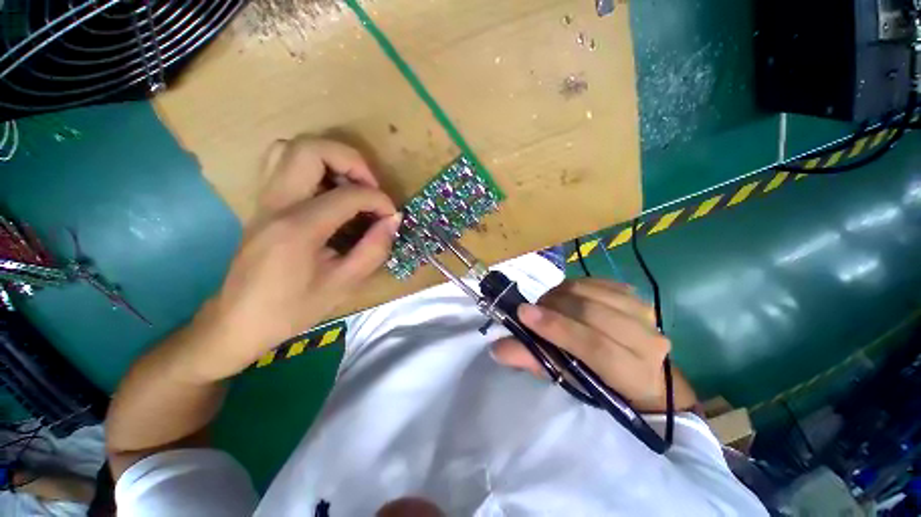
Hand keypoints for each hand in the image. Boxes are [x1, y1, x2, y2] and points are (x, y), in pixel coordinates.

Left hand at [184, 137, 400, 381]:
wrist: (236, 323)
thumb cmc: (292, 310)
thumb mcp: (343, 285)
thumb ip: (374, 249)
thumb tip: (393, 220)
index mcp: (298, 228)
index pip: (349, 194)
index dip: (379, 200)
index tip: (391, 216)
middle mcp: (276, 204)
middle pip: (310, 149)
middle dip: (351, 160)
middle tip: (370, 187)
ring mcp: (263, 201)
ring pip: (291, 149)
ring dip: (329, 159)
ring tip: (351, 186)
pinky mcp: (261, 205)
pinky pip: (283, 166)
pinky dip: (312, 167)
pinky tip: (329, 194)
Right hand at [492, 279, 684, 412]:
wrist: (638, 370)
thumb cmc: (598, 382)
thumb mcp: (565, 377)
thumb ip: (533, 360)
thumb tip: (497, 348)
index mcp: (633, 374)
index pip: (594, 346)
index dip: (556, 328)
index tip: (523, 314)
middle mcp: (648, 341)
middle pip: (592, 312)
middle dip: (553, 306)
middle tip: (532, 310)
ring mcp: (644, 313)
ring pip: (592, 292)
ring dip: (560, 293)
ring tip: (547, 304)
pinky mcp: (635, 295)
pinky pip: (596, 281)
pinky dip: (573, 286)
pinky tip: (566, 297)